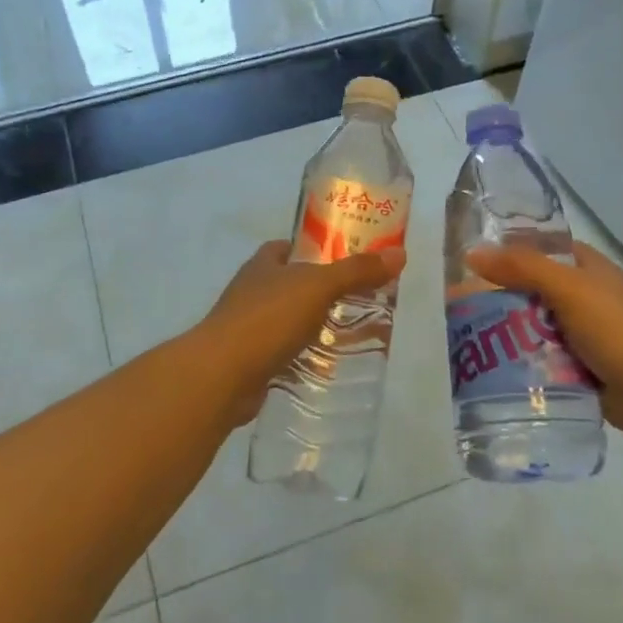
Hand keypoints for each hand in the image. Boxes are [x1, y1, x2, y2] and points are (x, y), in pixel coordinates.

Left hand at [194, 240, 406, 426]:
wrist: (222, 375)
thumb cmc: (267, 319)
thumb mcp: (318, 287)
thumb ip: (357, 271)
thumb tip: (399, 254)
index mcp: (263, 265)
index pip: (290, 247)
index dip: (317, 249)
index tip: (349, 258)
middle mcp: (253, 291)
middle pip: (294, 285)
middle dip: (324, 292)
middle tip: (363, 299)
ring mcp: (249, 328)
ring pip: (291, 321)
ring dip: (317, 327)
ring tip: (355, 334)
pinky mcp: (252, 362)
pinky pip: (286, 355)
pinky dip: (306, 358)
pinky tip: (331, 367)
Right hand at [464, 241, 622, 443]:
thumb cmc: (618, 330)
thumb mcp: (568, 288)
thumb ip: (521, 268)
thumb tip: (471, 253)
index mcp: (590, 269)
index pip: (544, 249)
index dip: (510, 251)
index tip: (472, 262)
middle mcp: (587, 297)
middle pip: (534, 290)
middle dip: (501, 297)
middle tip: (460, 306)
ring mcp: (586, 336)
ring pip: (536, 327)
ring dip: (510, 333)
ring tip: (467, 339)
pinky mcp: (583, 370)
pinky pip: (544, 360)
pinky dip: (524, 363)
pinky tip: (494, 368)